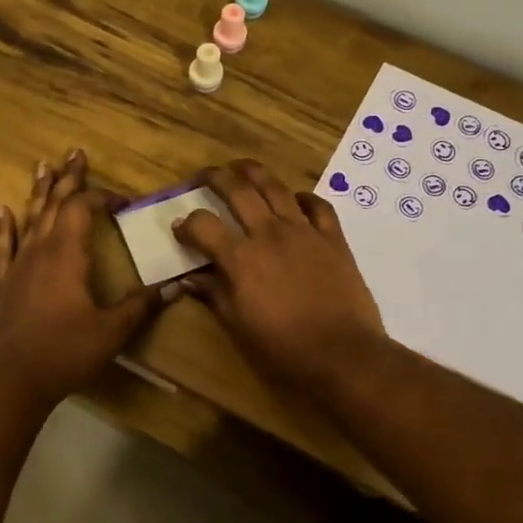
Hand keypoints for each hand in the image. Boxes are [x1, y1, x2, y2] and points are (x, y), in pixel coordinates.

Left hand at [0, 149, 167, 406]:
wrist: (16, 377)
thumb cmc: (67, 350)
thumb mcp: (112, 330)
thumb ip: (142, 306)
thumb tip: (175, 286)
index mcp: (68, 254)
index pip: (83, 209)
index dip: (102, 198)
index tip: (123, 202)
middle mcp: (41, 249)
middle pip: (54, 203)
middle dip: (68, 178)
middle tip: (75, 152)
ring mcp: (19, 265)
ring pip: (30, 217)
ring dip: (38, 191)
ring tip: (43, 165)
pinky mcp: (4, 283)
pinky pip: (3, 247)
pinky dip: (3, 227)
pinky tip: (2, 210)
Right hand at [173, 160, 384, 396]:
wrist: (342, 354)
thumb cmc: (283, 348)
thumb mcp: (238, 326)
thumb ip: (214, 295)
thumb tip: (190, 279)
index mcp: (240, 259)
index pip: (202, 225)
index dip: (186, 224)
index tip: (180, 228)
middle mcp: (268, 234)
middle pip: (237, 191)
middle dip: (216, 178)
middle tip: (205, 175)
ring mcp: (303, 232)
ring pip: (275, 188)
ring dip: (255, 173)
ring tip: (242, 168)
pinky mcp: (332, 238)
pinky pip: (317, 205)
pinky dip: (303, 198)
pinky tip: (295, 200)